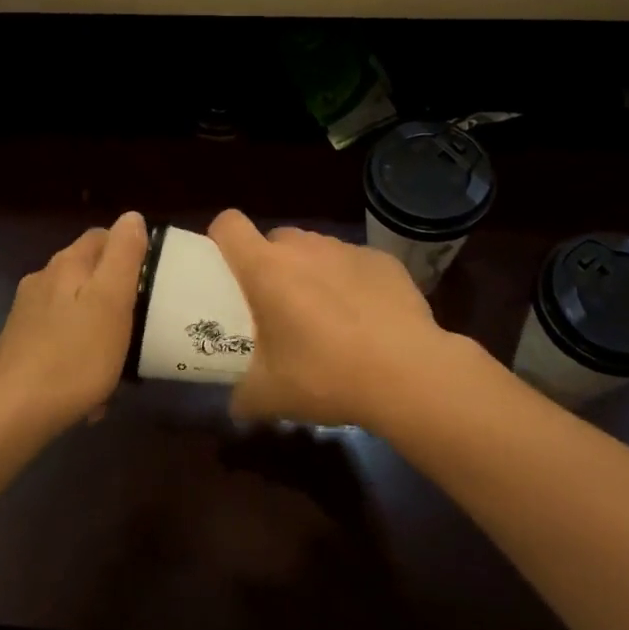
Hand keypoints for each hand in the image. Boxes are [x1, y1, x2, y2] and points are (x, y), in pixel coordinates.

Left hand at [0, 211, 148, 434]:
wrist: (15, 411)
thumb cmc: (75, 354)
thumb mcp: (112, 300)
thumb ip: (123, 255)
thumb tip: (131, 216)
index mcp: (67, 264)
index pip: (103, 236)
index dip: (131, 250)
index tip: (154, 277)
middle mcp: (44, 281)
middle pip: (89, 273)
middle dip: (116, 293)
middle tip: (143, 321)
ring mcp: (29, 314)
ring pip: (77, 309)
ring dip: (100, 327)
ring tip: (121, 359)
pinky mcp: (23, 345)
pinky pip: (64, 339)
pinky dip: (81, 354)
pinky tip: (93, 386)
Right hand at [207, 209, 461, 429]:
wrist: (407, 374)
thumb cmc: (325, 376)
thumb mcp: (269, 397)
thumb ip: (241, 396)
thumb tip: (236, 404)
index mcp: (266, 269)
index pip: (228, 225)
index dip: (221, 239)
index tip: (226, 268)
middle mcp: (304, 248)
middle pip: (274, 240)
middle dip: (271, 265)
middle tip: (278, 307)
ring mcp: (346, 249)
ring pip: (316, 250)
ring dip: (312, 273)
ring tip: (327, 316)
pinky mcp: (383, 260)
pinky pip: (354, 263)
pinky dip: (352, 282)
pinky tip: (367, 320)